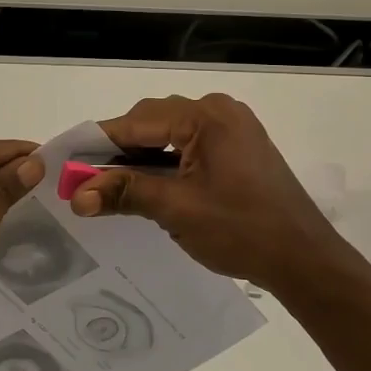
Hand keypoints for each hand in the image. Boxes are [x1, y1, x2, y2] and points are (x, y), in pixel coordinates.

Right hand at [70, 94, 361, 295]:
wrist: (304, 259)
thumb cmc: (240, 230)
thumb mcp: (176, 209)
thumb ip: (125, 192)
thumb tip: (76, 195)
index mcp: (207, 116)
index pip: (138, 122)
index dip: (99, 143)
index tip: (66, 162)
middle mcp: (220, 111)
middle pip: (153, 123)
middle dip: (120, 150)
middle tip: (87, 181)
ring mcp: (233, 128)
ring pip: (170, 135)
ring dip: (142, 158)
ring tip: (111, 186)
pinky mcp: (239, 147)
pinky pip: (190, 145)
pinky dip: (166, 163)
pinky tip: (147, 185)